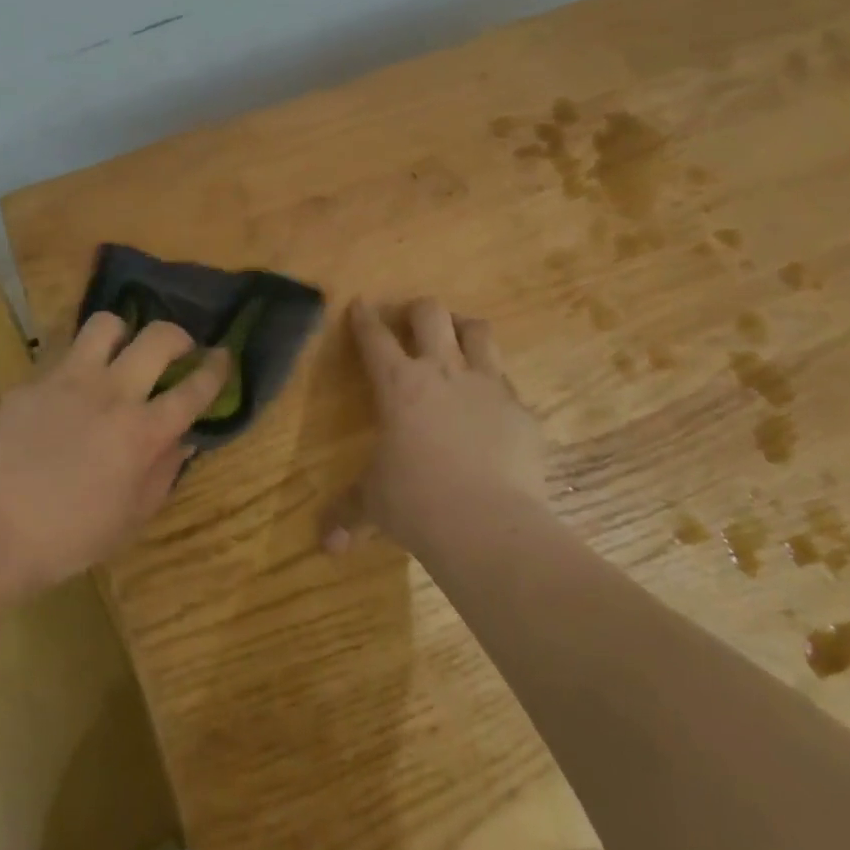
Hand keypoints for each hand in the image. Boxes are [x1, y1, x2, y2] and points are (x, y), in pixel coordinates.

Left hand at [0, 311, 228, 592]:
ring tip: (121, 353)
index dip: (216, 370)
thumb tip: (182, 440)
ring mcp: (69, 380)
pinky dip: (78, 362)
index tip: (224, 358)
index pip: (194, 389)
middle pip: (159, 337)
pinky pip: (63, 353)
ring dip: (124, 334)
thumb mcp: (131, 519)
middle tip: (178, 350)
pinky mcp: (34, 380)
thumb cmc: (68, 539)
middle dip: (178, 336)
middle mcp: (112, 393)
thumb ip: (164, 473)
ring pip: (107, 324)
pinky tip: (71, 386)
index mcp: (143, 432)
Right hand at [323, 298, 543, 556]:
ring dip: (464, 329)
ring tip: (459, 340)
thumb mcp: (374, 504)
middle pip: (430, 313)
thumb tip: (327, 546)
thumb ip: (350, 514)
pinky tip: (493, 408)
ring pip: (478, 331)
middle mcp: (442, 372)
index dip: (364, 317)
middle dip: (418, 310)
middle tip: (413, 322)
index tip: (359, 304)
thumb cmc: (416, 503)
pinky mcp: (522, 411)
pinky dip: (497, 387)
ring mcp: (488, 386)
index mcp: (397, 383)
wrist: (489, 525)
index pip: (374, 336)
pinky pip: (509, 383)